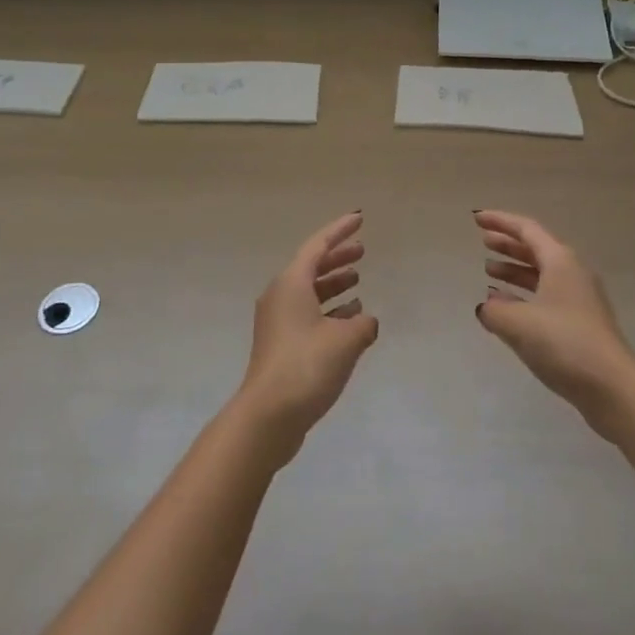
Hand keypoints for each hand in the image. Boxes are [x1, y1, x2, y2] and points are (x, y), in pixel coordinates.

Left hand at [234, 212, 378, 463]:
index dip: (340, 230)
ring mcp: (277, 322)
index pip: (318, 245)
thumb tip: (366, 321)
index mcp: (291, 283)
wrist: (268, 416)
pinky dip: (329, 310)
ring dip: (334, 285)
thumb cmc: (306, 366)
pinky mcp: (280, 345)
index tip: (359, 219)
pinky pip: (307, 314)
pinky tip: (350, 320)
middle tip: (362, 250)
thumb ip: (363, 324)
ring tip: (358, 282)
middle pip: (311, 267)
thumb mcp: (345, 341)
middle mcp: (280, 296)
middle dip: (337, 257)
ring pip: (309, 292)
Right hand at [473, 210, 634, 439]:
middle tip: (483, 242)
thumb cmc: (564, 343)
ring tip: (489, 272)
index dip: (500, 221)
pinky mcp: (581, 323)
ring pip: (541, 274)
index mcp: (560, 261)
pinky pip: (546, 296)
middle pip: (536, 249)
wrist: (613, 388)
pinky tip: (507, 308)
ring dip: (515, 270)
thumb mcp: (518, 324)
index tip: (477, 219)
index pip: (526, 229)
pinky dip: (524, 295)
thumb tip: (486, 306)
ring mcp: (579, 299)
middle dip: (508, 244)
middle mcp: (572, 273)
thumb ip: (494, 310)